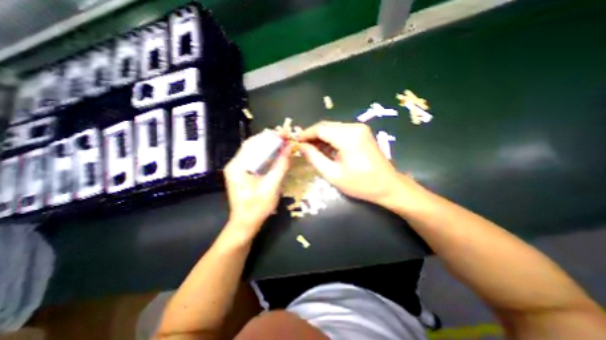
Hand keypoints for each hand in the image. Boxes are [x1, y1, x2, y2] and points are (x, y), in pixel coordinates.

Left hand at [223, 130, 292, 236]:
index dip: (269, 137)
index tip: (284, 133)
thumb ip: (280, 166)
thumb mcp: (272, 187)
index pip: (253, 144)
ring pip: (254, 151)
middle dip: (270, 140)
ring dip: (269, 146)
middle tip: (285, 137)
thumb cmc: (257, 208)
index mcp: (237, 166)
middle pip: (253, 145)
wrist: (246, 223)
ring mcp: (238, 168)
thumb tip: (290, 148)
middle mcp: (235, 164)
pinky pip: (255, 159)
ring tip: (283, 143)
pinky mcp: (243, 173)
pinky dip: (266, 154)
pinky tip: (276, 154)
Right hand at [298, 121, 405, 205]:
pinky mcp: (362, 133)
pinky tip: (326, 149)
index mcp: (348, 137)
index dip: (306, 134)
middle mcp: (354, 127)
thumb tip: (301, 147)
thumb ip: (314, 158)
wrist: (387, 185)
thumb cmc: (360, 184)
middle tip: (303, 148)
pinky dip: (331, 139)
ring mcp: (360, 129)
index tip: (296, 142)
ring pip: (333, 128)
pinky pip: (341, 132)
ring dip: (321, 138)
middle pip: (326, 126)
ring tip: (313, 151)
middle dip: (313, 136)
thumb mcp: (333, 174)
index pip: (320, 129)